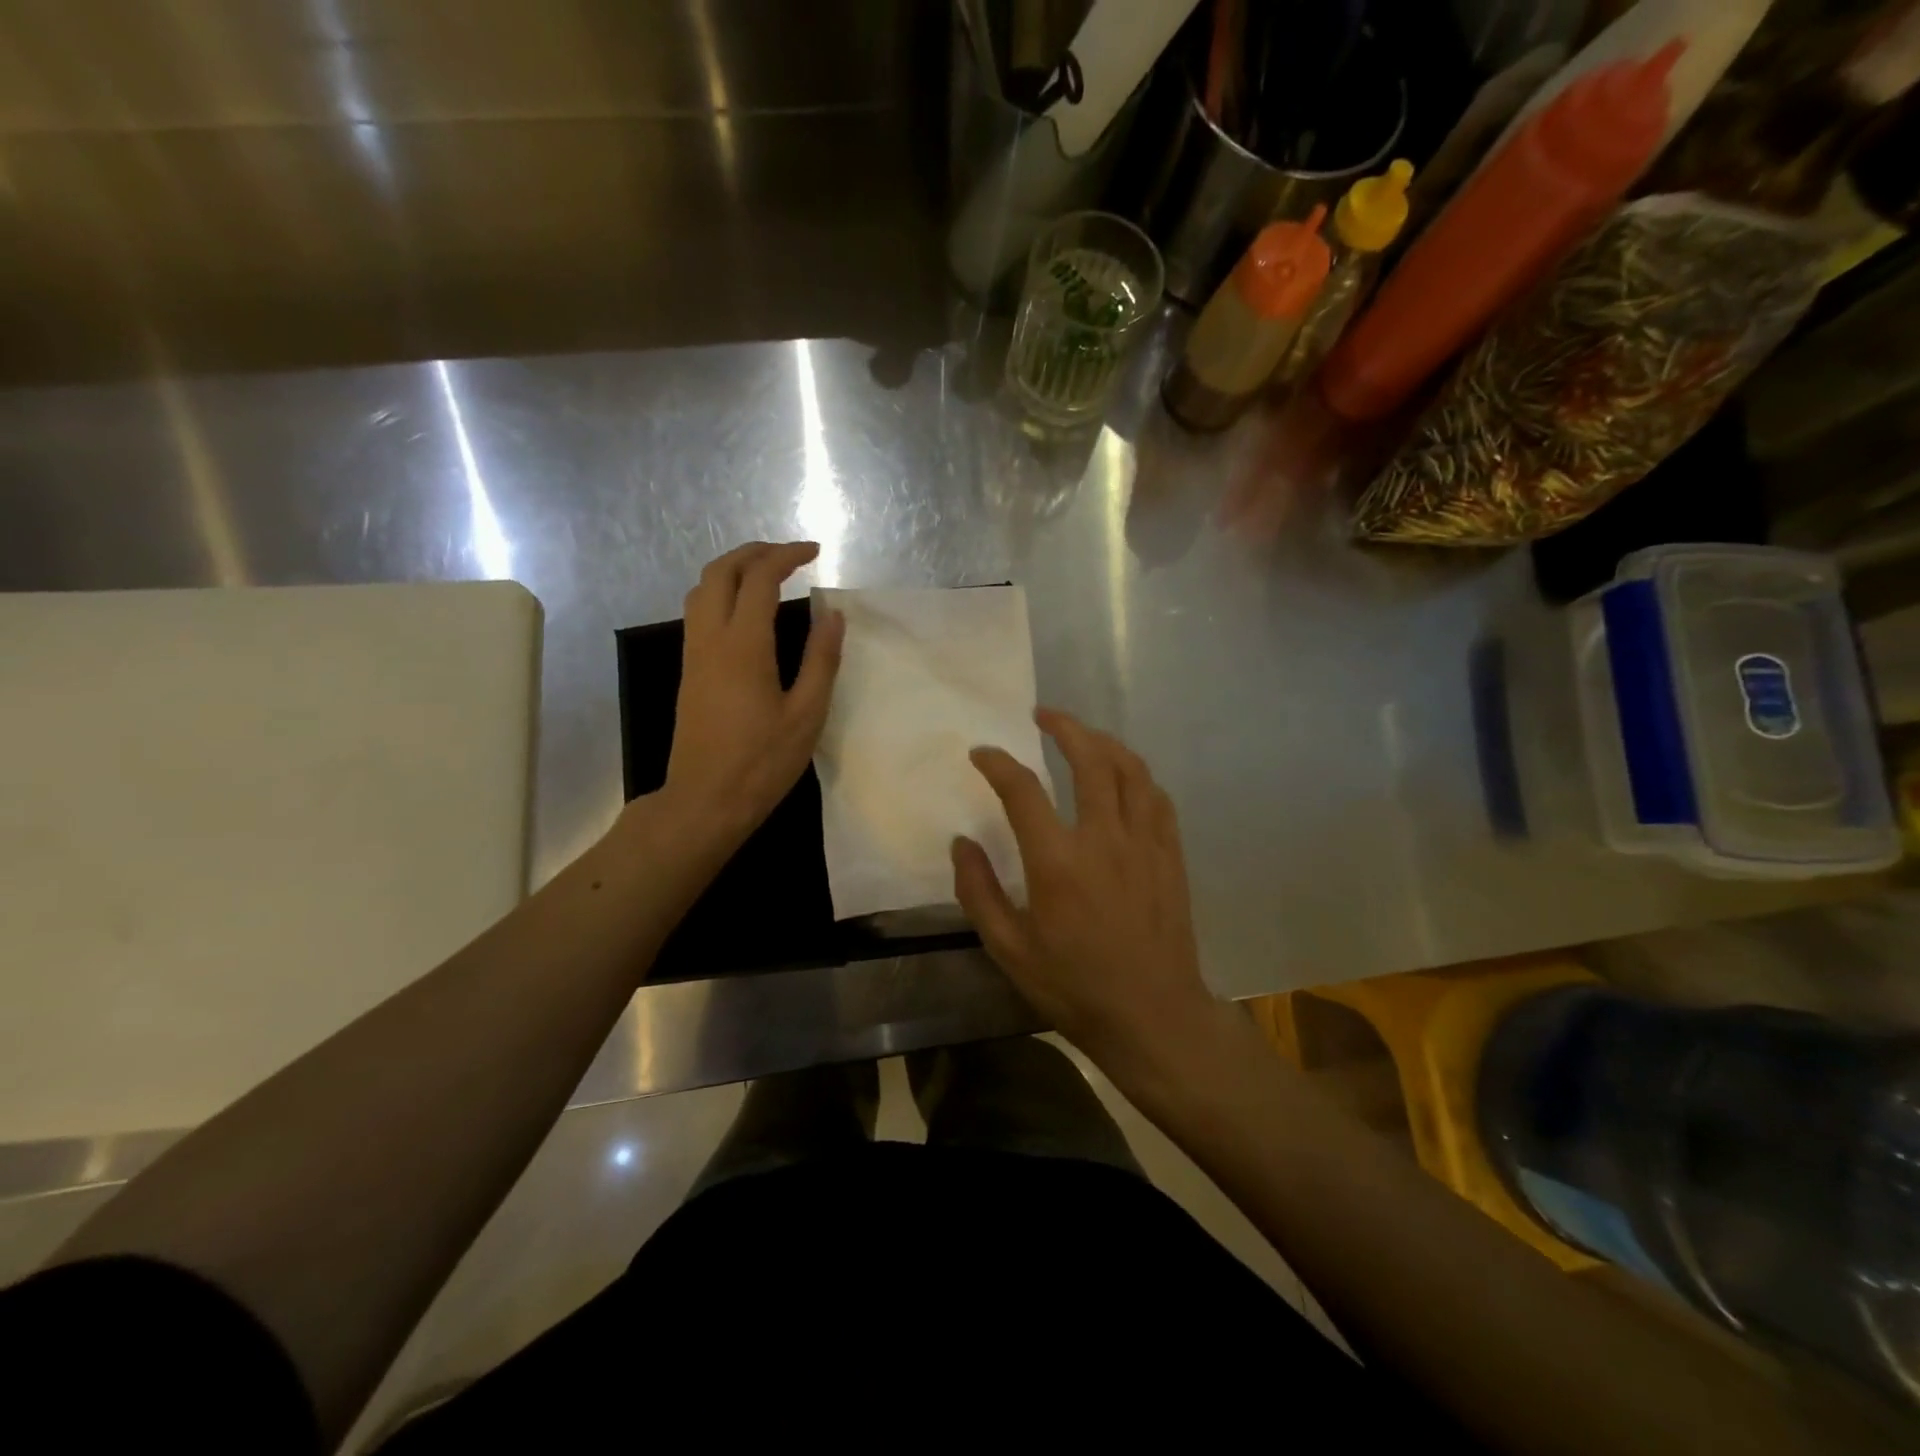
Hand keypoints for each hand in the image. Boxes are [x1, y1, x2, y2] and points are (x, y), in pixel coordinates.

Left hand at [656, 542, 844, 848]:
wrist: (705, 800)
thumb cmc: (762, 762)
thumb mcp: (806, 714)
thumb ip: (821, 660)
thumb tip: (832, 615)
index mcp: (743, 645)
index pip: (760, 578)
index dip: (787, 556)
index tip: (815, 551)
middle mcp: (711, 639)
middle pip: (720, 571)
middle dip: (754, 551)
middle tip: (789, 554)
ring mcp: (694, 654)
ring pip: (701, 589)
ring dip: (732, 569)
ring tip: (767, 573)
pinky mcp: (689, 671)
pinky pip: (698, 611)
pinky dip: (721, 592)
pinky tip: (746, 610)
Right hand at [953, 709, 1216, 1064]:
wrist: (1152, 1016)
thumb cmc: (1073, 985)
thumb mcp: (1009, 949)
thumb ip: (979, 891)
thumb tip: (961, 842)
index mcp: (1058, 862)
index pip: (1022, 789)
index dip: (997, 762)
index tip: (982, 753)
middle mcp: (1104, 839)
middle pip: (1090, 759)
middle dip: (1064, 726)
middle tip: (1043, 715)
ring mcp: (1145, 843)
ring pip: (1131, 769)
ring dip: (1104, 741)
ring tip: (1083, 735)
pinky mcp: (1170, 855)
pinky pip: (1157, 797)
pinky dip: (1137, 775)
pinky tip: (1125, 776)